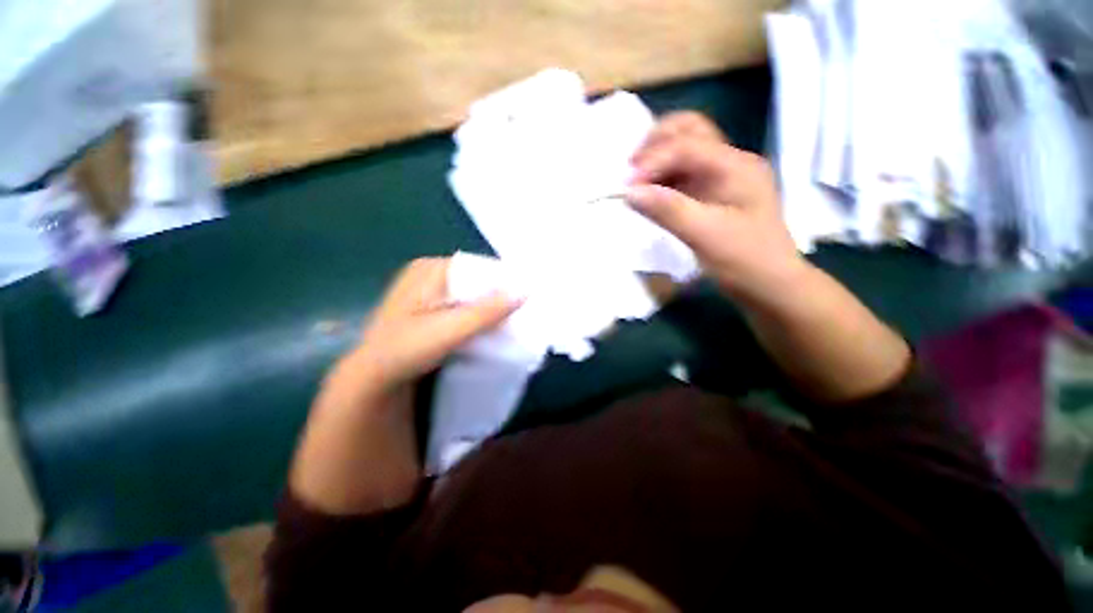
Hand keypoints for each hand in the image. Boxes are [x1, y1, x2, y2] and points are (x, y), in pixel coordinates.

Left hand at [346, 257, 522, 394]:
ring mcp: (431, 292)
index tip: (529, 297)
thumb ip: (487, 311)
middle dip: (500, 295)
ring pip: (472, 294)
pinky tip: (492, 327)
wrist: (372, 379)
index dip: (505, 280)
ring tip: (514, 320)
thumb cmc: (405, 350)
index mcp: (431, 268)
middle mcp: (431, 274)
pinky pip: (465, 306)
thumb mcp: (449, 329)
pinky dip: (480, 315)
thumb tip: (526, 290)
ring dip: (491, 307)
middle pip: (477, 280)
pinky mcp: (432, 309)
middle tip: (525, 312)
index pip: (480, 266)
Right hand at [626, 112, 806, 300]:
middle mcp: (730, 162)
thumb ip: (668, 210)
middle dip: (655, 144)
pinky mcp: (711, 193)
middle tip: (631, 170)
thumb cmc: (744, 261)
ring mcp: (721, 176)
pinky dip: (662, 178)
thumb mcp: (705, 236)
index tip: (626, 187)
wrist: (769, 285)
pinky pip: (682, 174)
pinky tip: (649, 193)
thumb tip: (629, 192)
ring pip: (684, 149)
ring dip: (657, 158)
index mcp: (736, 166)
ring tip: (636, 181)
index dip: (652, 161)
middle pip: (689, 130)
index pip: (687, 145)